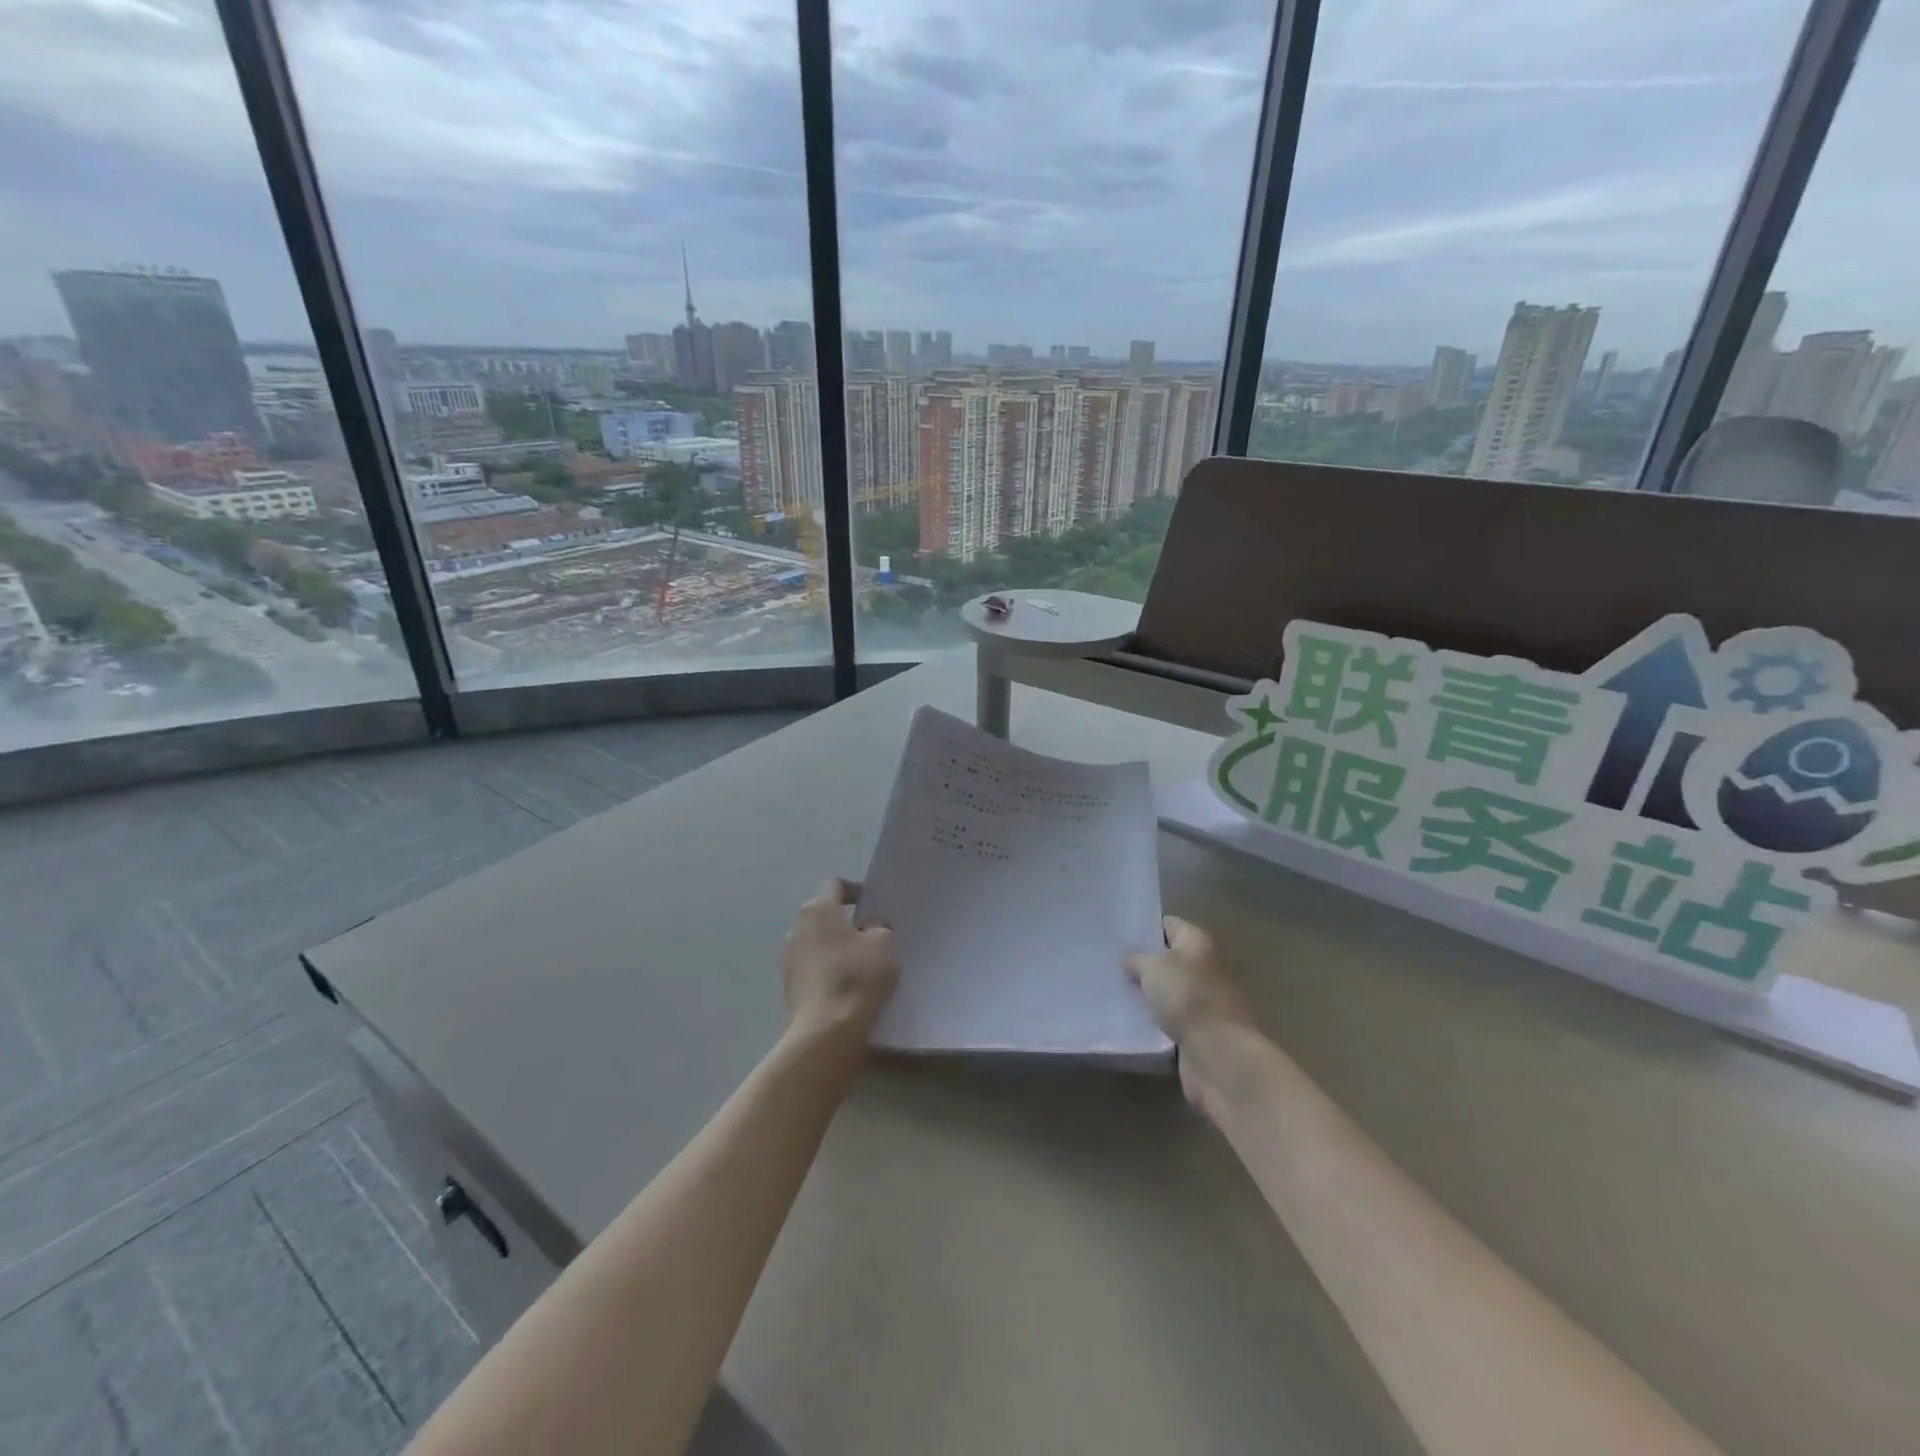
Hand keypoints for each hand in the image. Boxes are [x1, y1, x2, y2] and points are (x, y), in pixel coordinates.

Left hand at [781, 878, 899, 1043]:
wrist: (826, 1031)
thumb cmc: (857, 976)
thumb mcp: (885, 943)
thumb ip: (879, 926)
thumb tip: (868, 927)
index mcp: (818, 909)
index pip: (835, 885)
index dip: (854, 890)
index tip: (871, 904)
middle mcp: (796, 928)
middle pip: (823, 915)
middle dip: (844, 922)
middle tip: (869, 937)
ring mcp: (788, 959)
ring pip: (815, 944)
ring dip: (834, 949)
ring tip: (858, 966)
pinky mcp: (787, 987)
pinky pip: (811, 969)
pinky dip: (826, 971)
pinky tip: (845, 988)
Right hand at [1127, 917, 1263, 1116]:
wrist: (1219, 1055)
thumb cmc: (1187, 998)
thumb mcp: (1153, 968)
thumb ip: (1137, 958)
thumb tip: (1130, 958)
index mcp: (1198, 943)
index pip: (1168, 924)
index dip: (1144, 927)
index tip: (1116, 933)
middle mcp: (1204, 967)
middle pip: (1168, 958)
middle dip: (1142, 961)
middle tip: (1108, 962)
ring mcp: (1203, 1001)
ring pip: (1167, 990)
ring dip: (1146, 993)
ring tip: (1112, 989)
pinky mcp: (1198, 1030)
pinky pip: (1170, 1018)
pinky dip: (1153, 1019)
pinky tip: (1128, 1017)